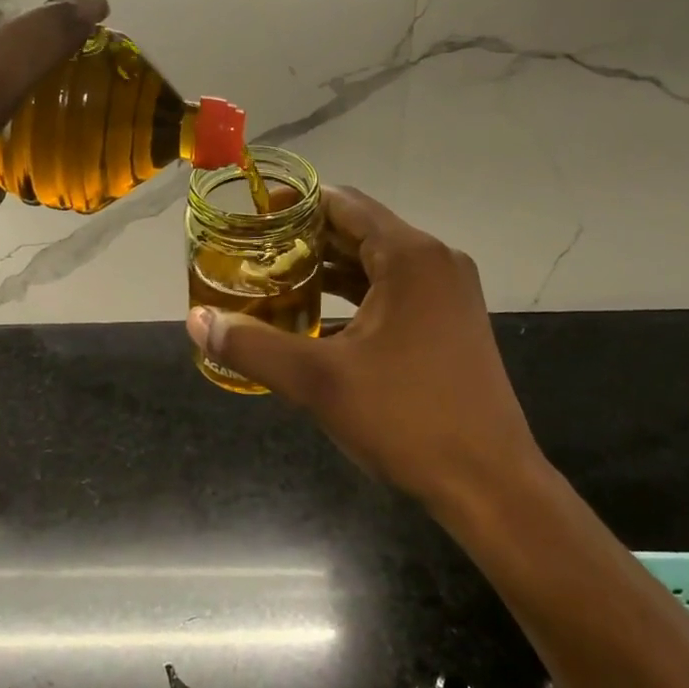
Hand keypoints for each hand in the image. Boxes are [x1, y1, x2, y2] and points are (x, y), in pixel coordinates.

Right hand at [186, 187, 543, 512]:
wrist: (491, 484)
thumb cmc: (407, 419)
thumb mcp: (319, 381)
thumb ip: (253, 345)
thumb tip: (197, 321)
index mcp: (410, 256)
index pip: (342, 203)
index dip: (293, 205)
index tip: (250, 220)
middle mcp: (434, 261)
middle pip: (358, 230)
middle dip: (304, 240)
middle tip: (252, 255)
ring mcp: (447, 292)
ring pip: (375, 262)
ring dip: (327, 269)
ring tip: (274, 283)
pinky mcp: (450, 321)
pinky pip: (393, 290)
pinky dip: (353, 295)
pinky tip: (316, 317)